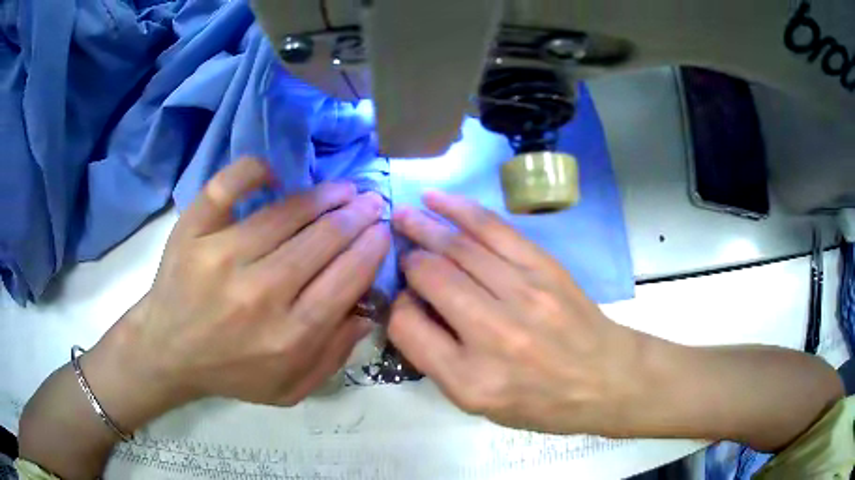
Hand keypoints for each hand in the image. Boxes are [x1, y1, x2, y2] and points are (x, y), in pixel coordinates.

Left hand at [92, 158, 390, 413]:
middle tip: (371, 201)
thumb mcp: (290, 388)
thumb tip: (367, 310)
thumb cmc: (230, 372)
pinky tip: (274, 173)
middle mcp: (258, 293)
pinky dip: (254, 170)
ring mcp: (221, 255)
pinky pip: (228, 185)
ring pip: (285, 213)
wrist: (167, 352)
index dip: (370, 249)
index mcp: (288, 336)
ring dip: (322, 195)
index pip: (345, 279)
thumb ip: (334, 356)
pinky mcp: (193, 231)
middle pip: (321, 241)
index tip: (382, 230)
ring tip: (342, 189)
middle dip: (356, 216)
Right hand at [389, 192, 644, 436]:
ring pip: (459, 248)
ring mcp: (523, 294)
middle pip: (431, 278)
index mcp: (470, 379)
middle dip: (408, 258)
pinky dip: (461, 210)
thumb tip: (414, 304)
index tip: (404, 299)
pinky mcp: (545, 268)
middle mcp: (493, 334)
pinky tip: (438, 200)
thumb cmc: (541, 401)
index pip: (407, 326)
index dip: (397, 306)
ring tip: (404, 215)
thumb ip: (438, 359)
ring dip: (425, 226)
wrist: (605, 379)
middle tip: (396, 245)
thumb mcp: (481, 404)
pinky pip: (494, 229)